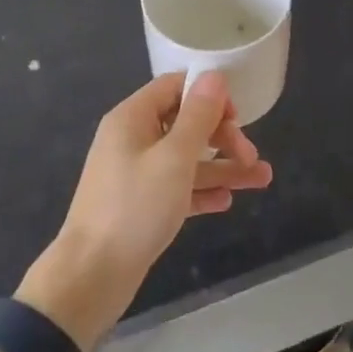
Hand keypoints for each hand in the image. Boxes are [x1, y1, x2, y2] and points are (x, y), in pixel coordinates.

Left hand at [18, 71, 272, 349]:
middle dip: (223, 137)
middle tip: (251, 158)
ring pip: (186, 159)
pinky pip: (177, 187)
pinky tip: (227, 201)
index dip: (209, 96)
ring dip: (223, 166)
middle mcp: (133, 139)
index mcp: (133, 118)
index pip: (175, 87)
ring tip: (262, 180)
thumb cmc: (135, 207)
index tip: (237, 117)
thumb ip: (198, 116)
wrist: (91, 276)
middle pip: (185, 124)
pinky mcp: (141, 205)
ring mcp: (136, 173)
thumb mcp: (174, 158)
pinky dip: (202, 191)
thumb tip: (214, 75)